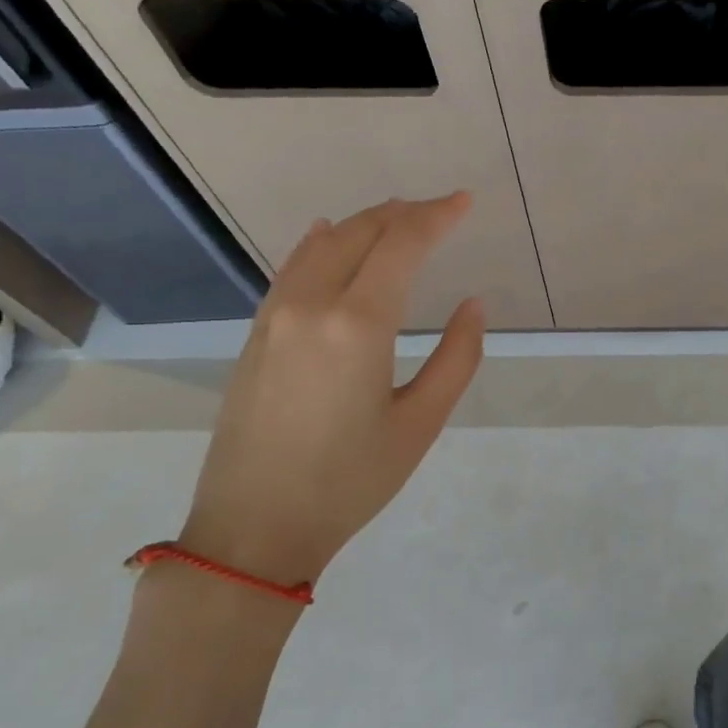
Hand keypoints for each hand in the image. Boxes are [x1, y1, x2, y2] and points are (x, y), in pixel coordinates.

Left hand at [179, 194, 484, 585]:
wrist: (255, 526)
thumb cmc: (350, 480)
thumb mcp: (421, 423)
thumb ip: (456, 358)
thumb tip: (473, 306)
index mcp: (358, 324)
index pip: (401, 246)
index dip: (436, 217)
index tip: (465, 201)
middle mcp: (311, 305)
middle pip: (359, 234)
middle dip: (403, 213)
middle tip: (440, 208)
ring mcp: (275, 317)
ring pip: (321, 245)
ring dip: (363, 223)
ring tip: (397, 216)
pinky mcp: (257, 336)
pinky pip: (292, 269)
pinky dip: (320, 244)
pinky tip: (329, 235)